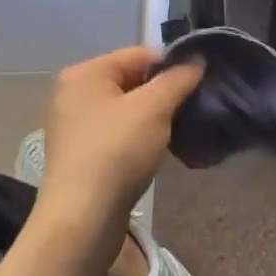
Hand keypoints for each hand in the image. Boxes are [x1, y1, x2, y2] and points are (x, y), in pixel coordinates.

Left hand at [27, 48, 202, 275]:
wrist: (81, 221)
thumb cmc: (116, 153)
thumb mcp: (154, 108)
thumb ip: (178, 79)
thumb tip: (197, 59)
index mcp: (86, 73)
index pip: (140, 54)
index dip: (173, 65)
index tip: (200, 83)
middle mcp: (75, 94)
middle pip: (133, 80)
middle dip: (165, 93)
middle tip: (193, 107)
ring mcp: (75, 127)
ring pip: (128, 109)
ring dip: (155, 118)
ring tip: (181, 130)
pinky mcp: (82, 155)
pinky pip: (119, 134)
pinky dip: (140, 138)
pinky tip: (159, 151)